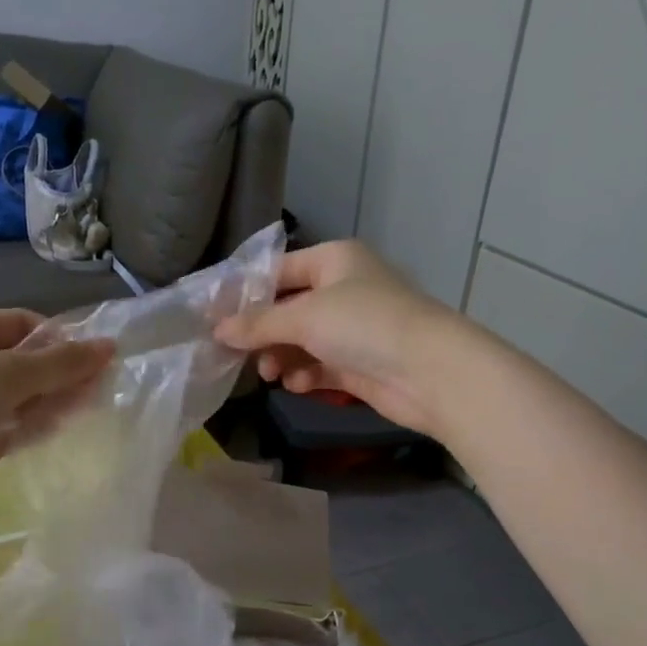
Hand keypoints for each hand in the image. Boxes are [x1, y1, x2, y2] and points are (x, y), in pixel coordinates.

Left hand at [0, 309, 112, 520]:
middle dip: (60, 375)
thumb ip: (62, 364)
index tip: (95, 359)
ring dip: (49, 403)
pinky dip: (29, 430)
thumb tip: (110, 347)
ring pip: (17, 399)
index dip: (60, 339)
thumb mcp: (10, 373)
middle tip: (101, 389)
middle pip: (23, 363)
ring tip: (89, 410)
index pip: (23, 324)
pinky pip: (5, 429)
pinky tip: (58, 432)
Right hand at [215, 241, 468, 435]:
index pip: (279, 270)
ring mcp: (354, 328)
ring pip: (303, 341)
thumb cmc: (364, 325)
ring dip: (282, 356)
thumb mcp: (304, 317)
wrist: (431, 372)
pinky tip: (297, 385)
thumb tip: (217, 330)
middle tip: (238, 353)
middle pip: (288, 309)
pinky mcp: (360, 364)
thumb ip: (258, 324)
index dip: (247, 293)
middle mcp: (344, 289)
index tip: (216, 318)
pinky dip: (305, 374)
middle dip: (264, 332)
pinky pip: (320, 365)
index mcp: (334, 261)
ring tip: (270, 374)